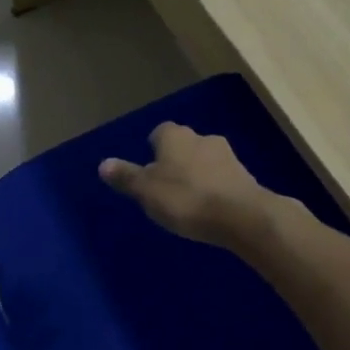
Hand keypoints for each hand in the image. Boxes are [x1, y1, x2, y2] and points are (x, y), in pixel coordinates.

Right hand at [99, 123, 284, 250]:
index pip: (159, 133)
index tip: (149, 170)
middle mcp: (202, 137)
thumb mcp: (146, 191)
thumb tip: (103, 164)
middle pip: (183, 145)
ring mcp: (227, 155)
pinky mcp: (245, 176)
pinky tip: (210, 209)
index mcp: (174, 136)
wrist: (242, 216)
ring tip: (188, 202)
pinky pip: (221, 178)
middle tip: (166, 187)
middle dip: (176, 162)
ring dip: (197, 175)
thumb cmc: (186, 199)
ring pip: (204, 161)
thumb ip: (126, 177)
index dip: (153, 149)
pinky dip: (214, 188)